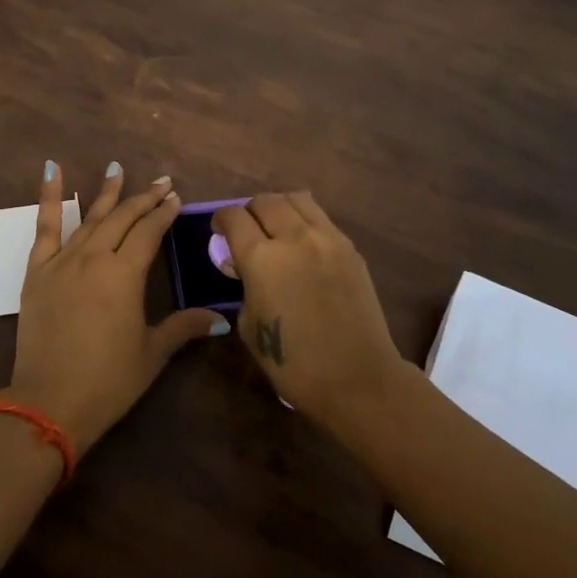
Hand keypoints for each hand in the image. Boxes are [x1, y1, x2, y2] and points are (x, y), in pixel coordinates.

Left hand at [10, 162, 224, 455]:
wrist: (49, 400)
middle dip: (143, 199)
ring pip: (89, 217)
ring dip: (106, 193)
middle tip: (160, 182)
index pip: (149, 233)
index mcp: (125, 275)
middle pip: (122, 219)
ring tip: (117, 168)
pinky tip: (52, 170)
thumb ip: (183, 328)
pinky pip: (44, 227)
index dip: (163, 214)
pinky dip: (49, 197)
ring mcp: (63, 261)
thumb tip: (219, 319)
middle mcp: (94, 258)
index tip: (175, 197)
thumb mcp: (151, 353)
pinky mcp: (37, 271)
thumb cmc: (108, 380)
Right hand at [213, 192, 404, 427]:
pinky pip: (321, 218)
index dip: (221, 219)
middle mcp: (293, 238)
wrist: (357, 378)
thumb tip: (245, 269)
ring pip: (296, 199)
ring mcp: (326, 239)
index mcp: (261, 259)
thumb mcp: (249, 326)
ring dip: (279, 208)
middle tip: (247, 231)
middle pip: (264, 201)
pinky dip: (305, 221)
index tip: (219, 231)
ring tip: (276, 228)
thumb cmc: (293, 363)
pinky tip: (303, 243)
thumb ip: (244, 287)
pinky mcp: (350, 248)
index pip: (234, 217)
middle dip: (249, 212)